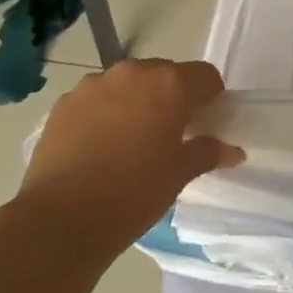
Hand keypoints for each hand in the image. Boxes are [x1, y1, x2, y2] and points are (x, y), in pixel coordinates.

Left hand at [20, 58, 243, 257]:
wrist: (60, 219)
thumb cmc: (133, 194)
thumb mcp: (178, 175)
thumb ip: (207, 152)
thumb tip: (232, 150)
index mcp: (169, 84)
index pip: (204, 75)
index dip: (210, 96)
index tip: (206, 121)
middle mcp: (133, 72)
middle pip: (164, 74)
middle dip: (171, 97)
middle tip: (169, 133)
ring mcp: (94, 84)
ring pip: (127, 84)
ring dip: (136, 101)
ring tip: (129, 140)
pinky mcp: (64, 102)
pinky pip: (96, 98)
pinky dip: (104, 112)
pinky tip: (99, 146)